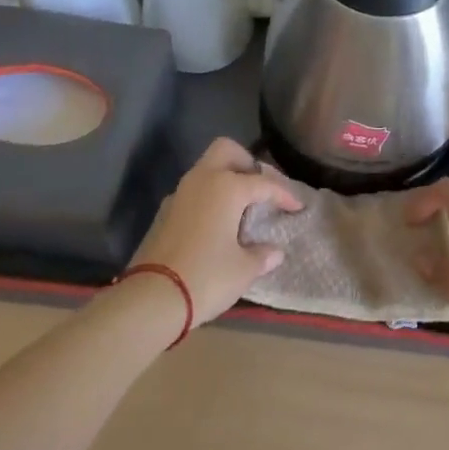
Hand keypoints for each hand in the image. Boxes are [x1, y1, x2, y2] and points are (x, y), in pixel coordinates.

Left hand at [131, 138, 302, 323]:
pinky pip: (193, 191)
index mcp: (227, 187)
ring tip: (241, 207)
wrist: (150, 298)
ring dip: (225, 178)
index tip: (297, 207)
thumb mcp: (243, 270)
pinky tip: (216, 223)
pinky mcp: (164, 213)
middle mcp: (202, 180)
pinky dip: (208, 197)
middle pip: (226, 151)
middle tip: (260, 187)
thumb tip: (274, 252)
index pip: (263, 183)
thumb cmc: (206, 277)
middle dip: (246, 162)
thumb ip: (261, 255)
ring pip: (206, 169)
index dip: (284, 194)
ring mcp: (179, 194)